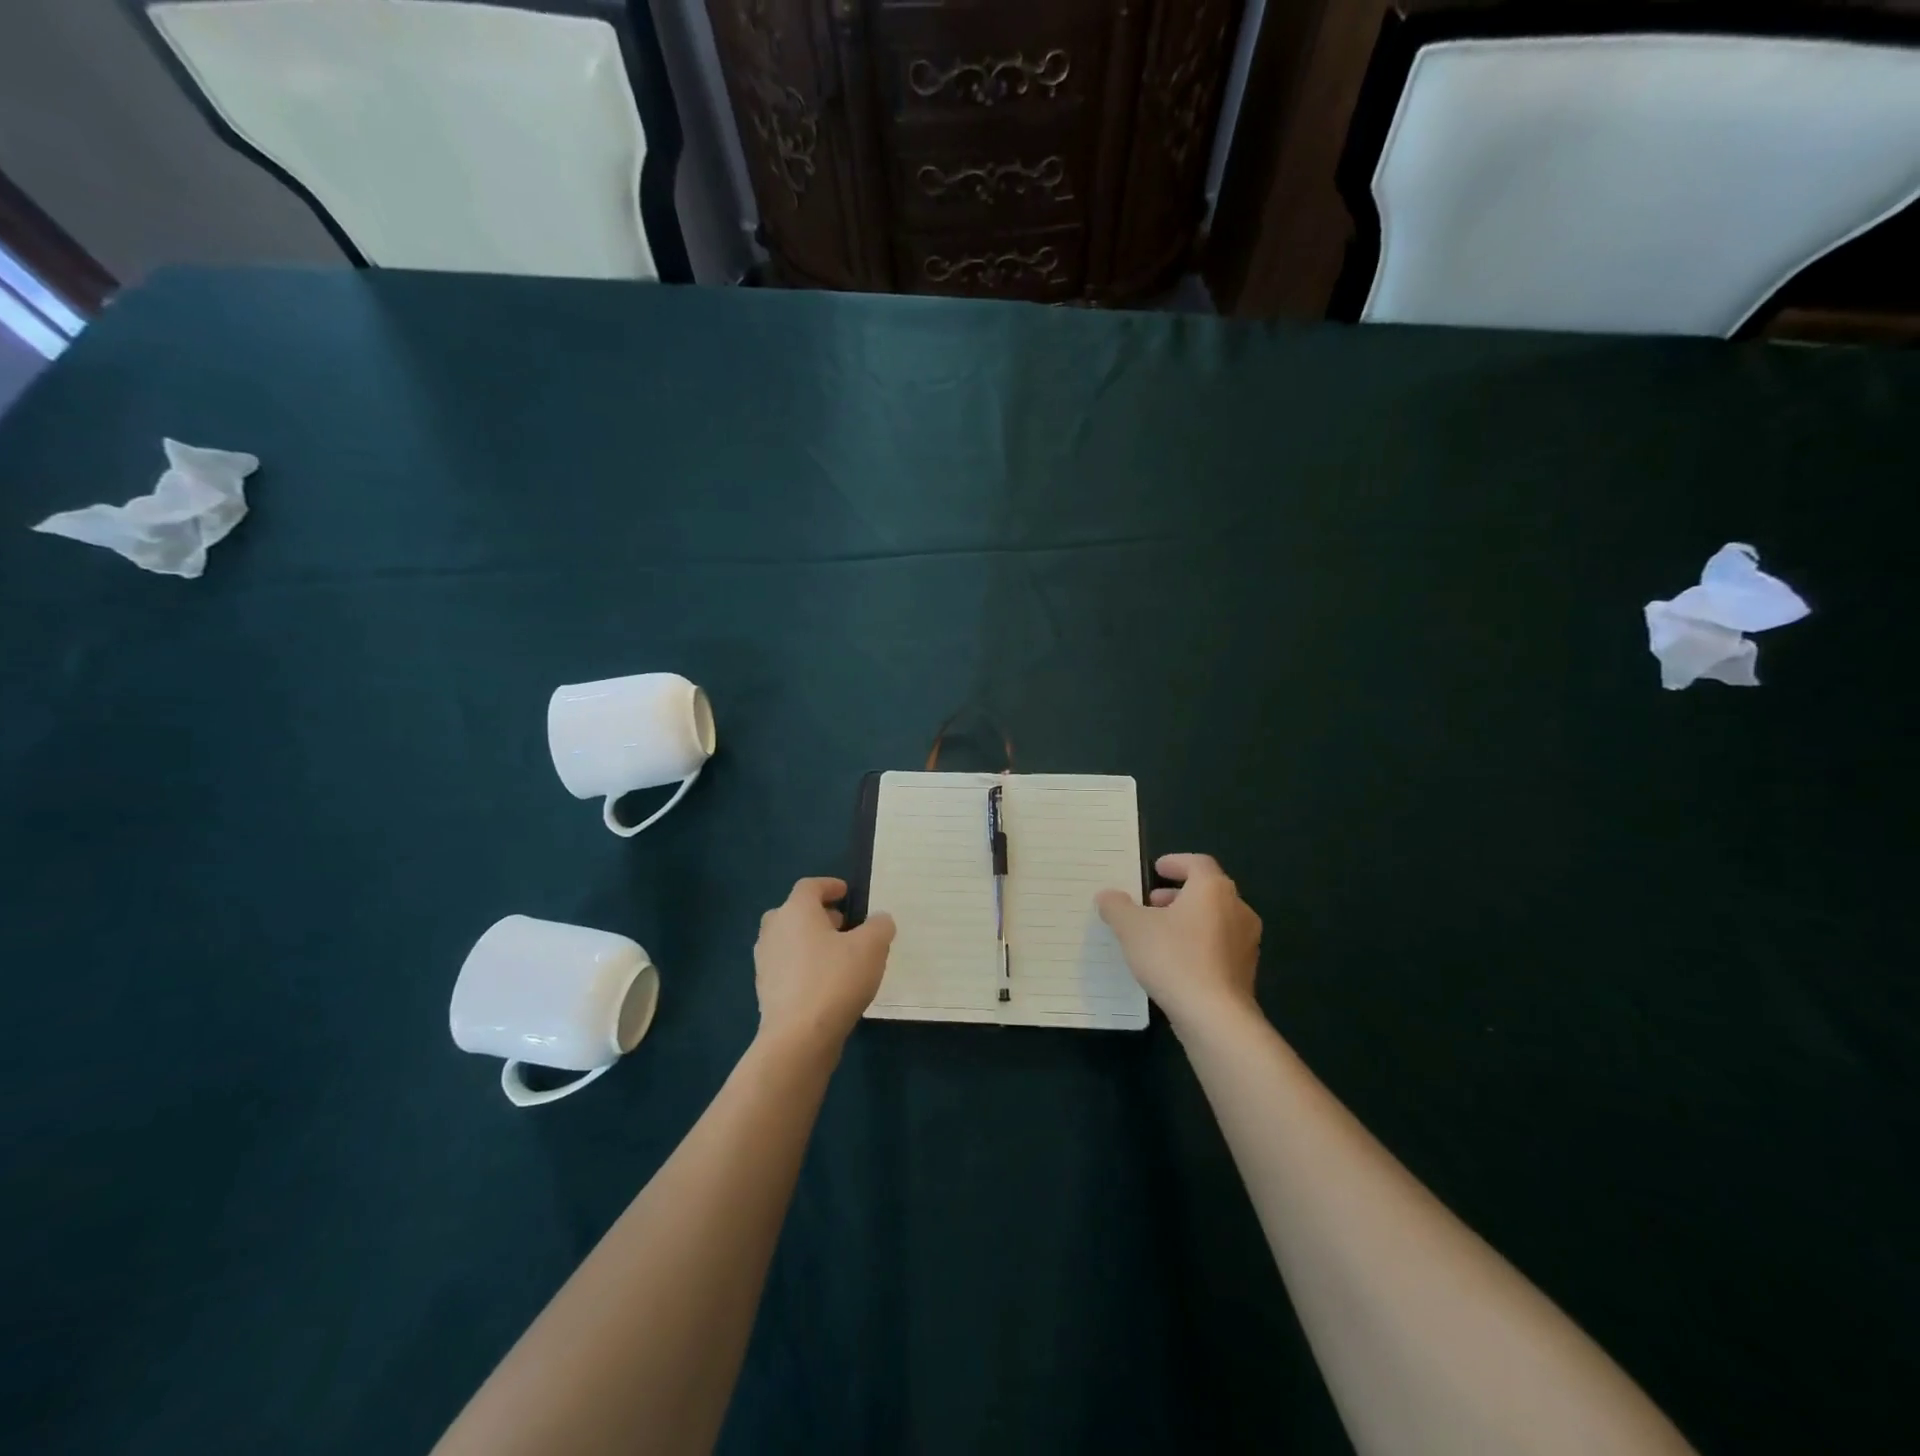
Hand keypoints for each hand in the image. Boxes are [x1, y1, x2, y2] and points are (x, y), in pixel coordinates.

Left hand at [753, 877, 895, 1051]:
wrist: (798, 1038)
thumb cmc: (835, 980)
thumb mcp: (871, 947)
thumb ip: (879, 926)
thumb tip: (880, 920)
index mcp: (795, 911)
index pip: (809, 886)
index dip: (829, 886)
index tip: (845, 892)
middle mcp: (774, 931)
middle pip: (794, 912)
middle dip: (818, 915)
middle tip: (843, 924)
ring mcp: (765, 962)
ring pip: (789, 941)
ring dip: (810, 941)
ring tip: (838, 955)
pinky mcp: (765, 991)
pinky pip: (787, 967)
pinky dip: (804, 966)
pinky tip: (826, 983)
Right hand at [1097, 854, 1261, 1031]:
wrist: (1215, 1016)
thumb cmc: (1173, 958)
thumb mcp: (1131, 928)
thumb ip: (1117, 906)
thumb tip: (1108, 896)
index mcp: (1213, 889)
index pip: (1198, 863)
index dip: (1176, 862)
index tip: (1157, 868)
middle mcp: (1237, 909)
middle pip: (1208, 891)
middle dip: (1178, 894)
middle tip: (1152, 902)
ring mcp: (1246, 942)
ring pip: (1216, 919)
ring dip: (1189, 919)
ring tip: (1160, 933)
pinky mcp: (1246, 972)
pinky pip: (1220, 946)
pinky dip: (1199, 943)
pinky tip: (1175, 961)